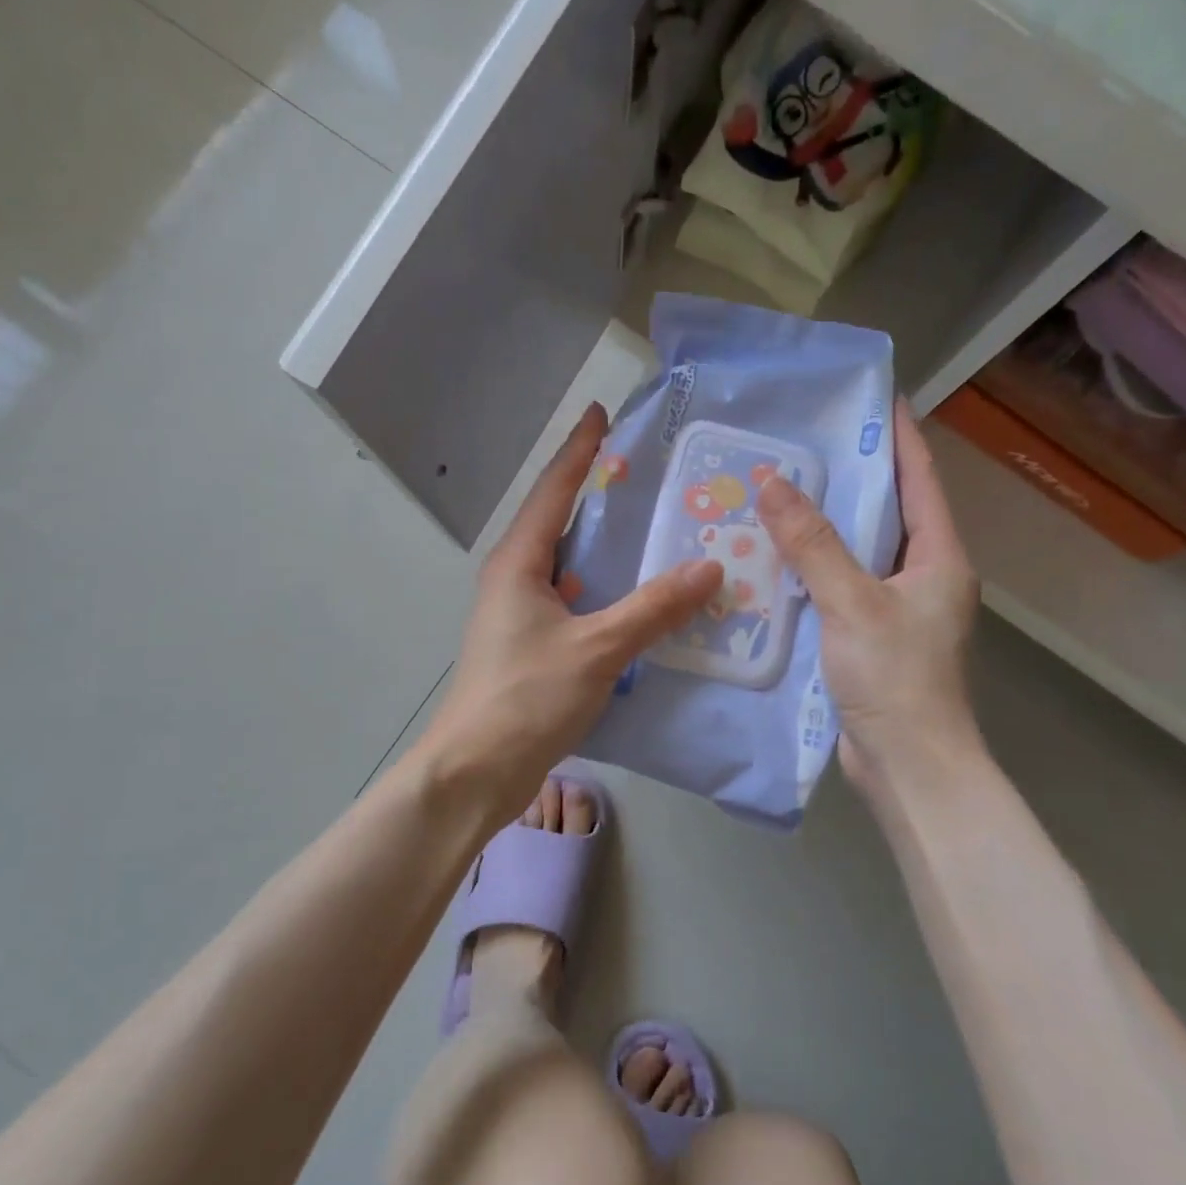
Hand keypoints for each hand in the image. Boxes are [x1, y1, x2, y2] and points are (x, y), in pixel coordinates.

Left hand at [419, 403, 722, 820]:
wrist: (476, 771)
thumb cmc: (527, 698)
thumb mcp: (597, 649)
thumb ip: (653, 608)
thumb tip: (709, 568)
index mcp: (519, 563)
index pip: (553, 490)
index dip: (580, 450)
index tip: (601, 413)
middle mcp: (514, 579)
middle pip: (559, 522)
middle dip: (598, 494)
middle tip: (648, 475)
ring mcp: (520, 615)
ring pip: (568, 566)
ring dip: (605, 548)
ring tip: (654, 531)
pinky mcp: (531, 647)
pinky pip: (574, 602)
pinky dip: (605, 592)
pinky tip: (638, 600)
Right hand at [756, 401, 980, 787]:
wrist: (909, 766)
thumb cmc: (895, 677)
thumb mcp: (852, 602)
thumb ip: (813, 543)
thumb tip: (774, 482)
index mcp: (939, 558)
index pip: (920, 480)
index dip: (900, 436)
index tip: (876, 397)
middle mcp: (923, 577)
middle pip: (887, 513)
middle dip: (851, 479)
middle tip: (804, 446)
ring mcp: (897, 611)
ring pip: (858, 554)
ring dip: (824, 528)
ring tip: (780, 494)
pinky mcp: (871, 640)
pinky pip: (840, 589)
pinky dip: (812, 571)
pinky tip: (774, 561)